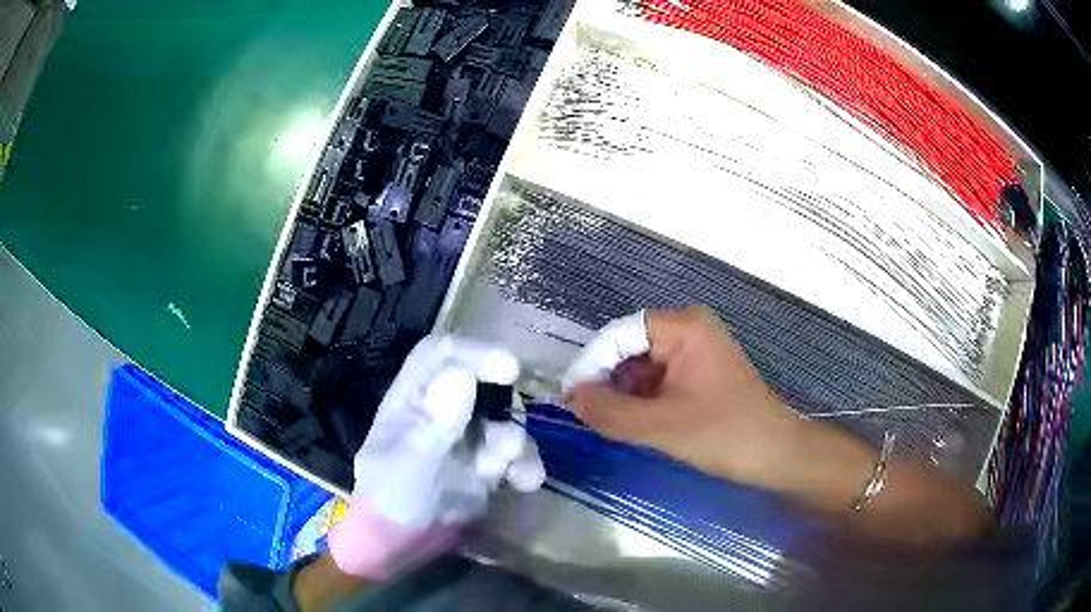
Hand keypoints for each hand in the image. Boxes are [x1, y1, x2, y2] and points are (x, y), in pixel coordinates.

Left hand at [329, 336, 545, 579]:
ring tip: (512, 466)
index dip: (473, 353)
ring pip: (503, 418)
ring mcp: (466, 438)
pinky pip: (516, 454)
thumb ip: (433, 426)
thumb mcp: (407, 467)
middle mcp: (442, 410)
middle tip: (514, 423)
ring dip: (516, 438)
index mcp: (412, 399)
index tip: (508, 368)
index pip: (441, 355)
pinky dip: (526, 463)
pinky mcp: (487, 466)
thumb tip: (461, 376)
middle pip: (481, 382)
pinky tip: (525, 483)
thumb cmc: (392, 504)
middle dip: (503, 400)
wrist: (402, 550)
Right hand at [567, 307, 802, 488]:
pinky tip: (634, 424)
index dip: (591, 363)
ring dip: (622, 394)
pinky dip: (640, 400)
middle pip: (629, 348)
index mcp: (684, 327)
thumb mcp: (662, 426)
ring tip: (609, 424)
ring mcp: (694, 351)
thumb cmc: (725, 434)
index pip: (619, 334)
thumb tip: (571, 398)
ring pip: (640, 366)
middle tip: (589, 417)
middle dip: (607, 381)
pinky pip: (656, 380)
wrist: (776, 454)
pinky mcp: (697, 373)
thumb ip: (611, 412)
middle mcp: (688, 329)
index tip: (571, 398)